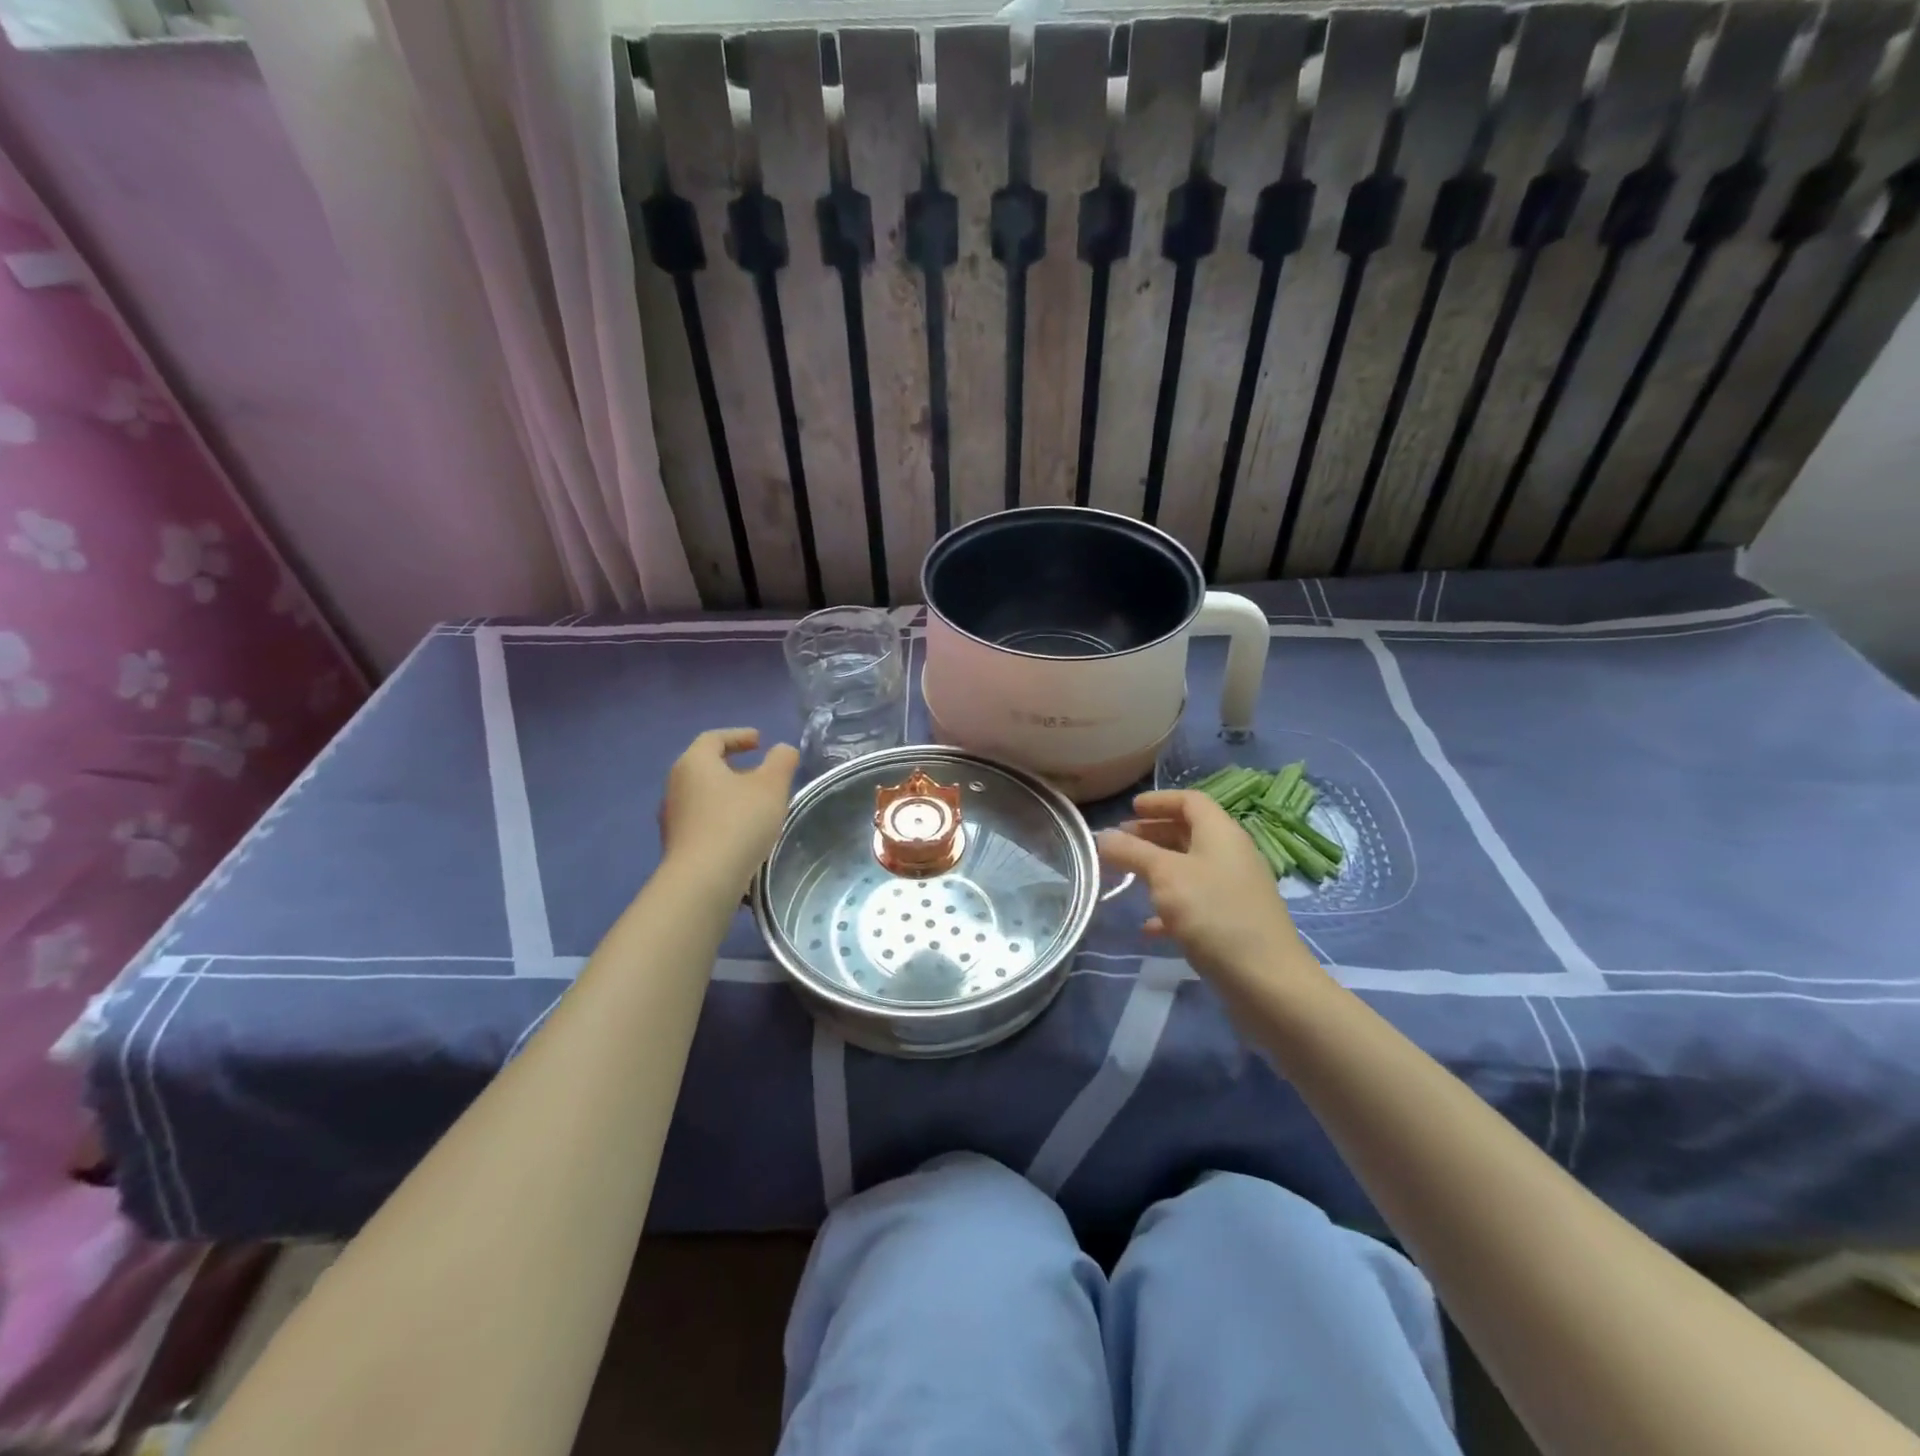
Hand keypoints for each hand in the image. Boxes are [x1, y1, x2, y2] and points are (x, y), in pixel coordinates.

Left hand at [660, 728, 798, 885]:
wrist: (703, 880)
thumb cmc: (738, 822)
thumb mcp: (772, 786)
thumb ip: (781, 761)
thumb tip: (782, 750)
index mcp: (694, 763)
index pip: (714, 738)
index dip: (738, 736)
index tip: (760, 741)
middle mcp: (675, 785)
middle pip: (705, 766)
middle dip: (734, 766)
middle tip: (759, 772)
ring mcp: (672, 817)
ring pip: (703, 795)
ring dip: (728, 795)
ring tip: (755, 805)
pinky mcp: (676, 844)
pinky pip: (702, 820)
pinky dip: (722, 818)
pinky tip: (742, 833)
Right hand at [1097, 790, 1323, 994]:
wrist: (1267, 981)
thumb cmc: (1214, 914)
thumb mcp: (1165, 876)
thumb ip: (1132, 852)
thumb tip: (1103, 836)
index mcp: (1221, 833)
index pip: (1190, 801)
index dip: (1159, 800)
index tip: (1129, 809)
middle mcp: (1231, 855)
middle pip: (1189, 832)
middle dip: (1152, 834)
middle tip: (1120, 842)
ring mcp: (1234, 890)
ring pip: (1189, 868)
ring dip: (1157, 869)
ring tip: (1126, 877)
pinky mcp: (1232, 922)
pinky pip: (1195, 903)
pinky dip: (1169, 906)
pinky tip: (1148, 926)